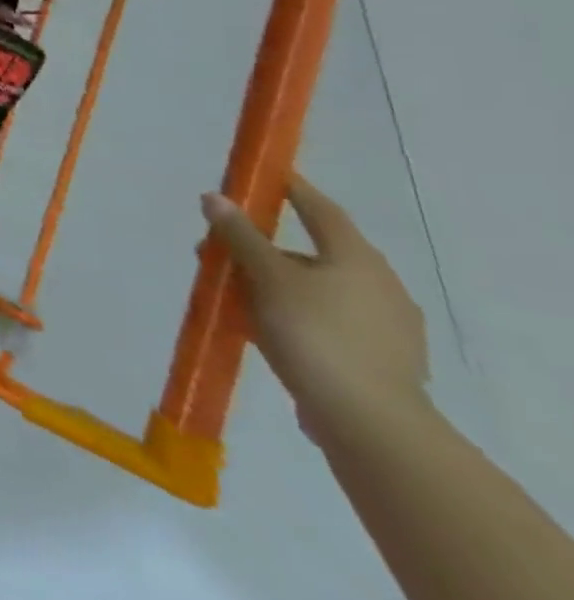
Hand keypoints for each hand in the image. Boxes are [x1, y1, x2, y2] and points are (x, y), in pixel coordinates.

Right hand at [203, 174, 430, 443]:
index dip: (292, 189)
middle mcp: (378, 285)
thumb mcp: (268, 278)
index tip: (265, 175)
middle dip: (264, 247)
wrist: (370, 424)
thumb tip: (215, 197)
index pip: (321, 210)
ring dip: (273, 283)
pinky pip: (324, 320)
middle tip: (221, 249)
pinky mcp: (377, 360)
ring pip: (316, 289)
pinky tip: (262, 327)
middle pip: (313, 252)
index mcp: (358, 260)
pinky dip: (291, 313)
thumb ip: (240, 237)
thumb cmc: (317, 335)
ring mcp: (384, 327)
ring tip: (231, 293)